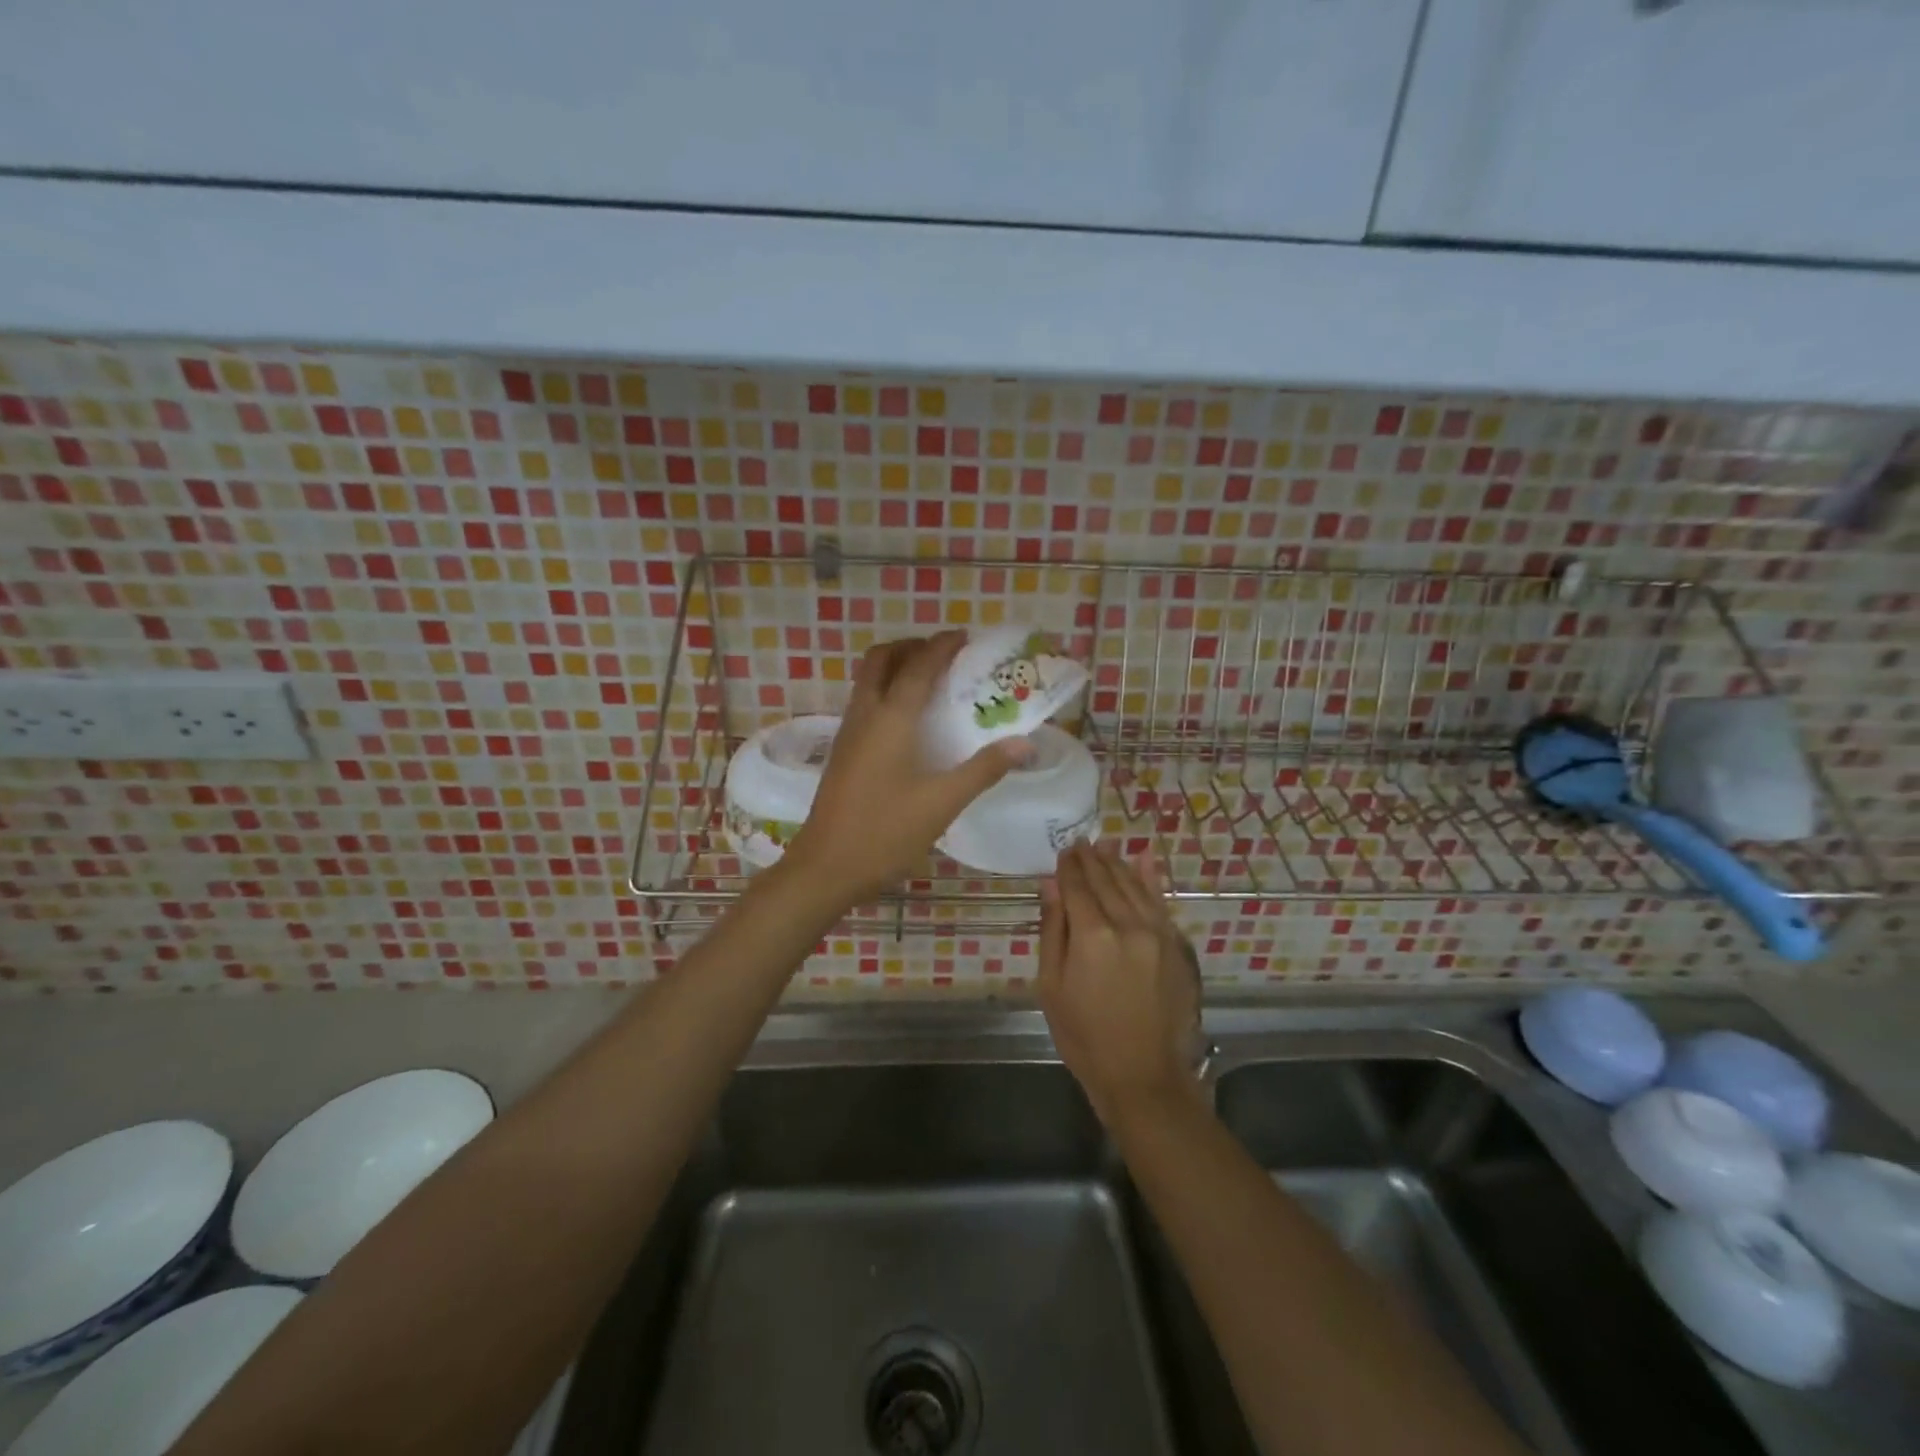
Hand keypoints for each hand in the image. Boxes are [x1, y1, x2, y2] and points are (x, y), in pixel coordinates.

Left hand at [786, 633, 1029, 907]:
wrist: (826, 867)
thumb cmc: (885, 832)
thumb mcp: (942, 803)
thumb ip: (984, 769)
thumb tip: (1025, 744)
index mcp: (891, 718)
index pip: (918, 665)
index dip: (942, 646)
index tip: (966, 637)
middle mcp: (865, 714)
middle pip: (881, 659)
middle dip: (912, 647)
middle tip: (945, 656)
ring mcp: (848, 732)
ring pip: (868, 679)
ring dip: (896, 667)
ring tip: (932, 682)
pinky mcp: (843, 751)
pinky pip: (865, 702)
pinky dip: (887, 691)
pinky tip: (909, 721)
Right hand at [1038, 842, 1202, 1128]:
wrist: (1143, 1075)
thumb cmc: (1084, 1036)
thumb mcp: (1052, 987)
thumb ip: (1053, 930)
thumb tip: (1051, 885)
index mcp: (1092, 936)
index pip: (1077, 886)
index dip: (1068, 867)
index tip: (1062, 851)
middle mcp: (1127, 924)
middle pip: (1106, 881)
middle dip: (1091, 859)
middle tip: (1080, 842)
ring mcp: (1157, 933)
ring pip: (1134, 885)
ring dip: (1117, 863)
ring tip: (1104, 846)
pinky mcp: (1175, 945)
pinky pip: (1160, 902)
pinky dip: (1150, 879)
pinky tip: (1144, 860)